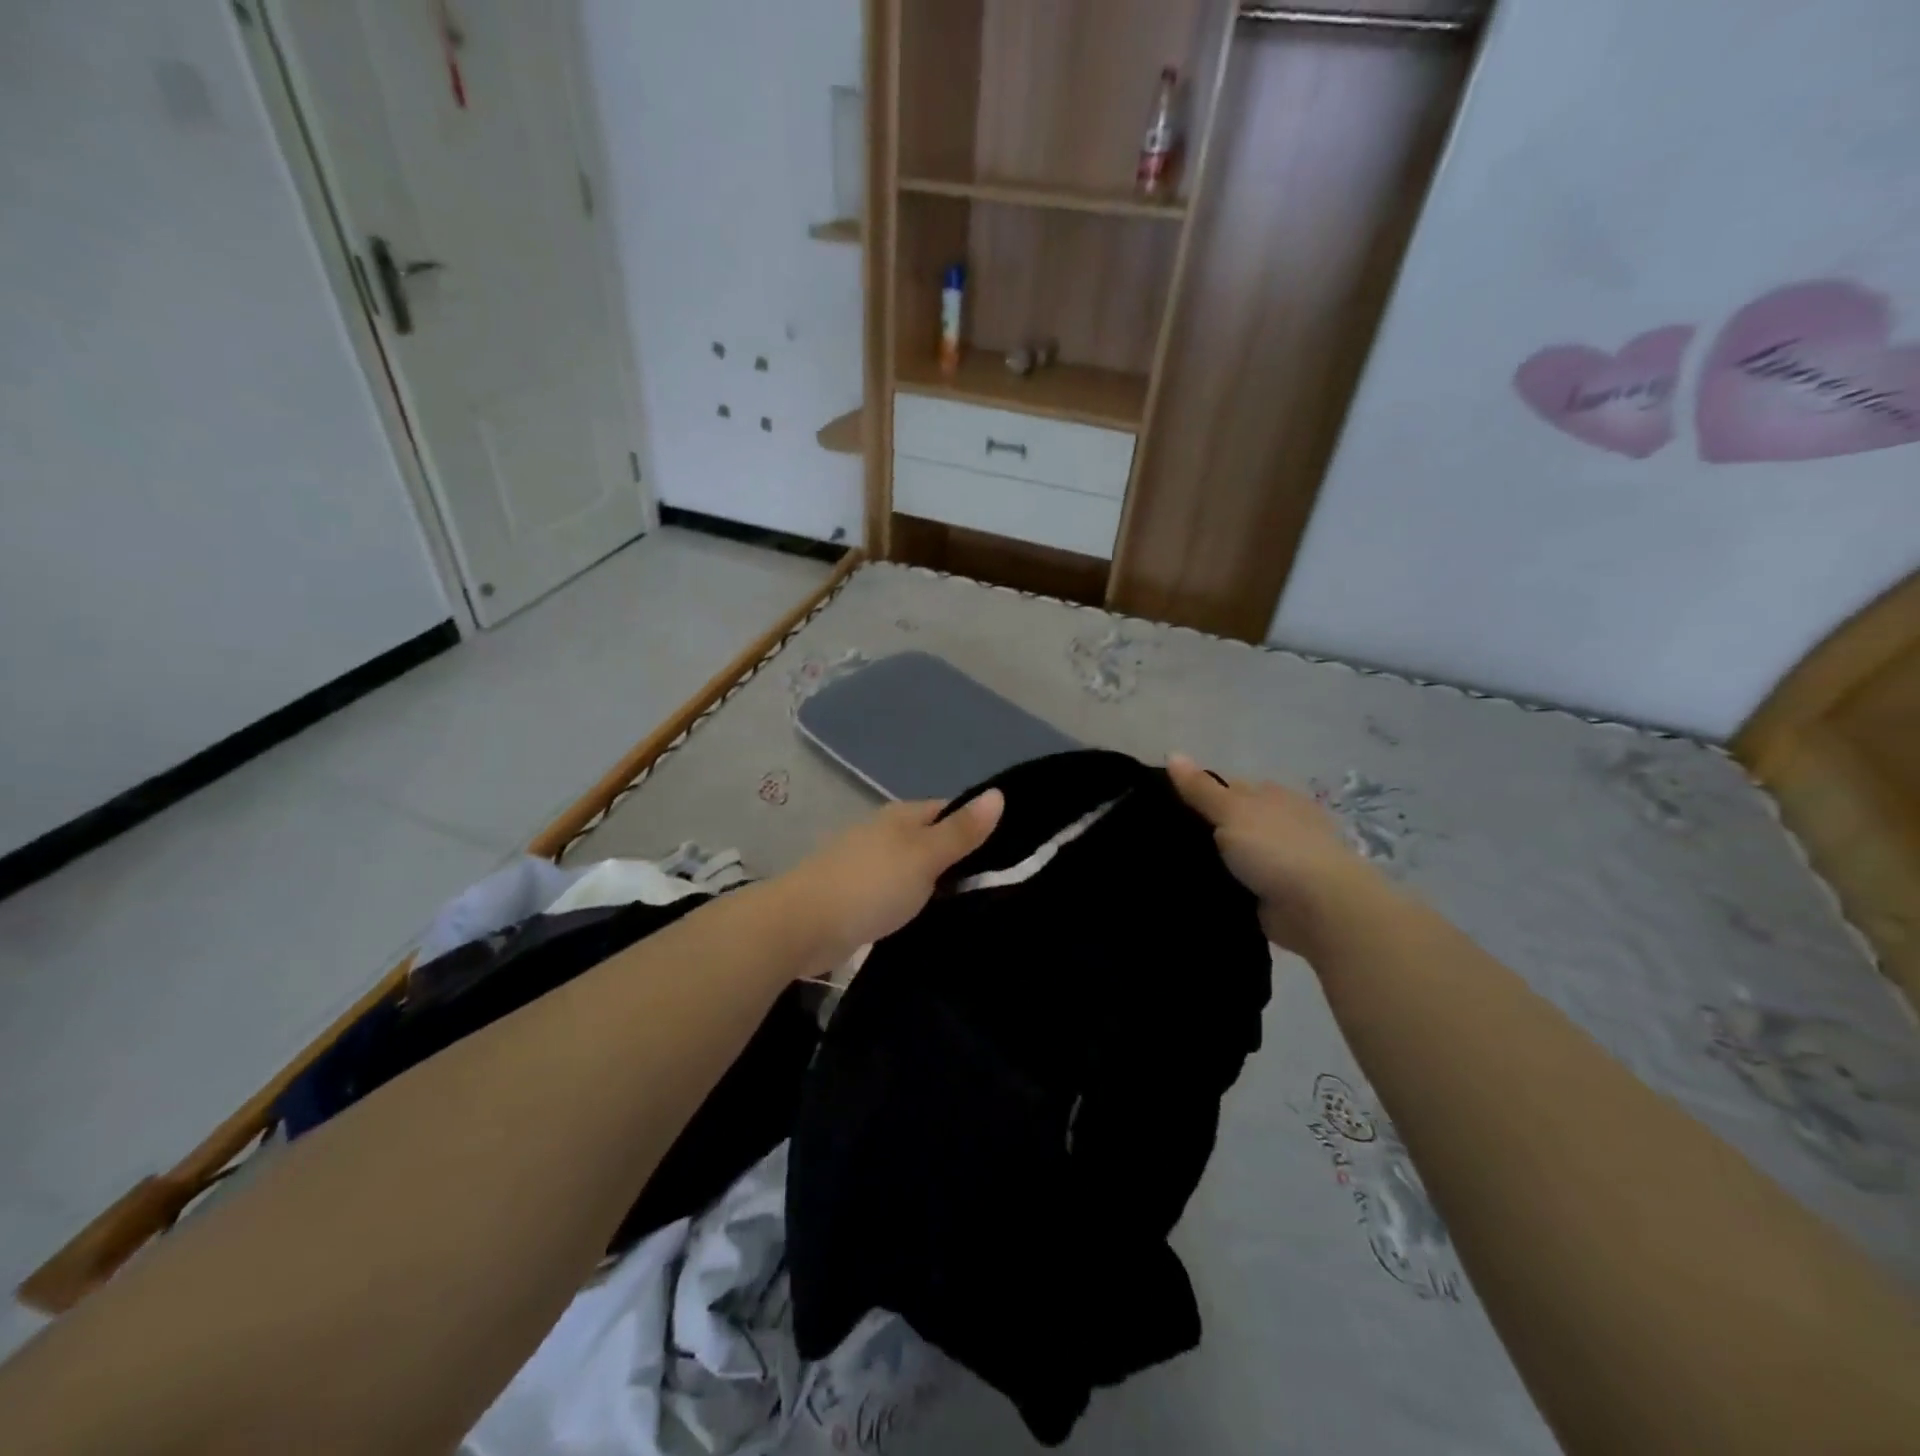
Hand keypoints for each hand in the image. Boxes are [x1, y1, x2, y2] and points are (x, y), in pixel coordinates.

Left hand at [777, 791, 1004, 971]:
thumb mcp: (925, 856)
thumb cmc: (870, 885)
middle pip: (932, 839)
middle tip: (998, 886)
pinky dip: (914, 902)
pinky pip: (896, 893)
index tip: (1010, 853)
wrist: (802, 925)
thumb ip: (961, 831)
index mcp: (902, 816)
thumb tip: (999, 793)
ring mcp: (867, 864)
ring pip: (914, 868)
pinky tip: (929, 919)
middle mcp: (884, 833)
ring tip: (971, 907)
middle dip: (960, 859)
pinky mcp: (856, 896)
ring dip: (936, 884)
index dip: (978, 826)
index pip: (950, 810)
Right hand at [1167, 754, 1388, 955]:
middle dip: (1200, 829)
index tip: (1163, 804)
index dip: (1197, 792)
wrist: (1320, 909)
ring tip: (1161, 864)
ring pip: (1229, 855)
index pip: (1228, 787)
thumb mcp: (1232, 810)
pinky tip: (1186, 888)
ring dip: (1207, 860)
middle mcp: (1276, 824)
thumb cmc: (1277, 848)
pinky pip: (1234, 885)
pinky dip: (1217, 886)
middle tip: (1155, 836)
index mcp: (1272, 796)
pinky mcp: (1271, 895)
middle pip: (1228, 821)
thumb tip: (1172, 753)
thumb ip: (1201, 788)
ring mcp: (1276, 861)